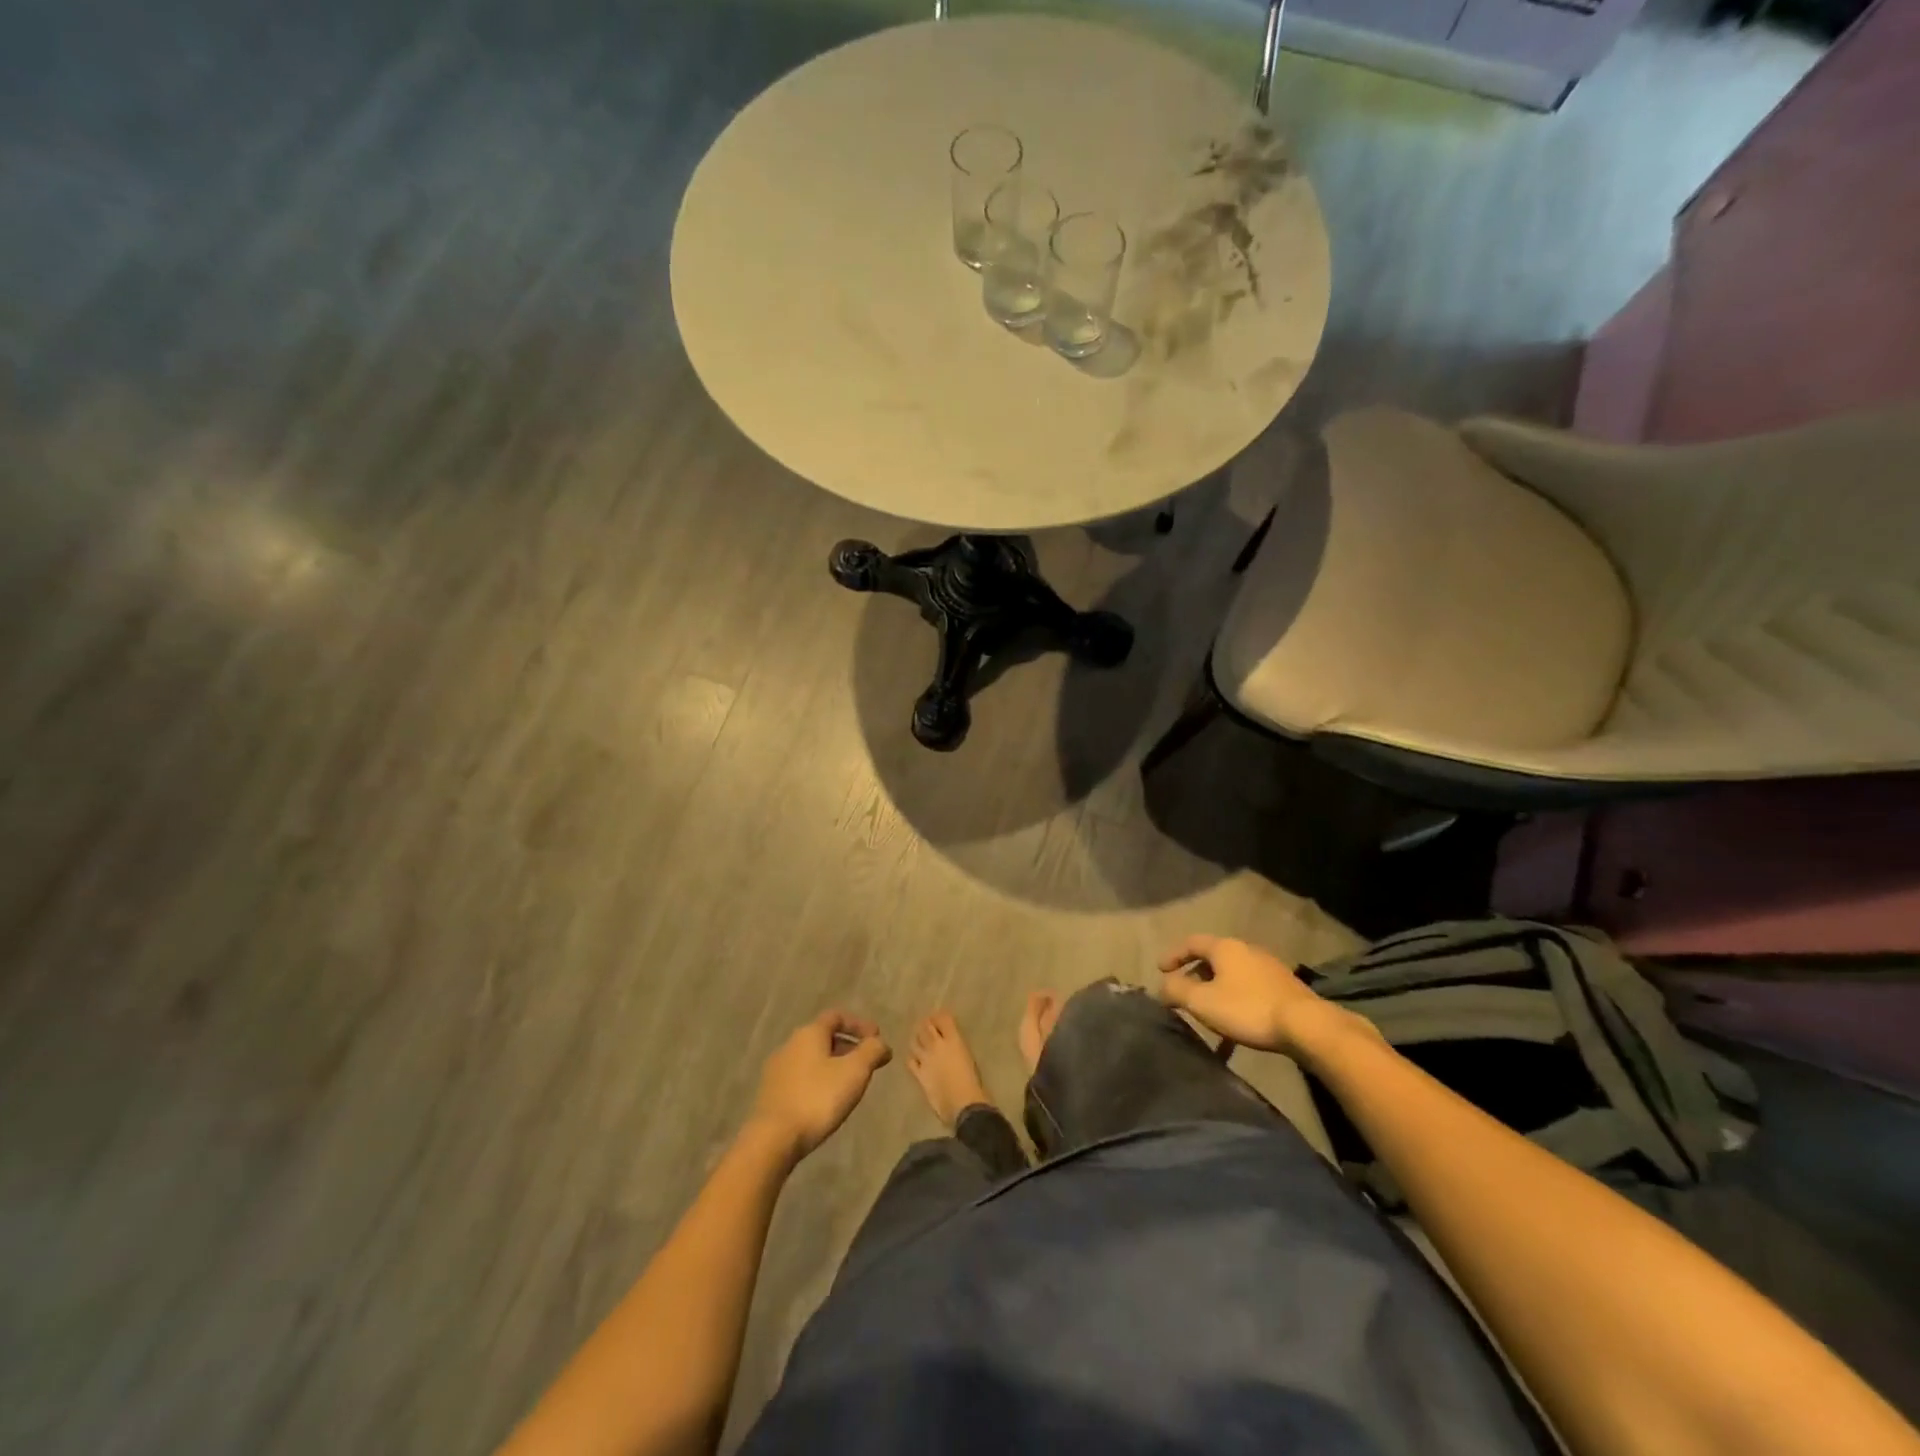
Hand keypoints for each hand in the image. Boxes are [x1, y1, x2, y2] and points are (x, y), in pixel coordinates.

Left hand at [747, 1012, 891, 1160]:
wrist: (773, 1139)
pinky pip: (801, 1077)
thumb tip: (881, 1043)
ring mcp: (777, 1069)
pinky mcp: (770, 1093)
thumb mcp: (855, 1072)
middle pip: (823, 1037)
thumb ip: (872, 1051)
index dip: (859, 1024)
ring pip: (812, 1058)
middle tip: (867, 1063)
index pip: (837, 1016)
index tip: (877, 1038)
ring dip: (833, 1064)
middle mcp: (790, 1044)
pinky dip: (818, 1080)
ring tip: (849, 1084)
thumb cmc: (818, 1098)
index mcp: (809, 1033)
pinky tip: (826, 1100)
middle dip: (848, 1046)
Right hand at [1156, 934, 1362, 1057]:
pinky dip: (1235, 1006)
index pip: (1191, 942)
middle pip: (1213, 959)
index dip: (1173, 955)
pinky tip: (1234, 1035)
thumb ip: (1176, 991)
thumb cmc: (1247, 1009)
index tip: (1160, 970)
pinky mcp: (1283, 989)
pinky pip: (1249, 993)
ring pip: (1232, 977)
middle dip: (1195, 975)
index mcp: (1225, 948)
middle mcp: (1246, 951)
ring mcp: (1268, 969)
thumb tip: (1162, 987)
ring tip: (1207, 1015)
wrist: (1306, 1026)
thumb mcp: (1202, 1002)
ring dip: (1216, 993)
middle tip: (1183, 993)